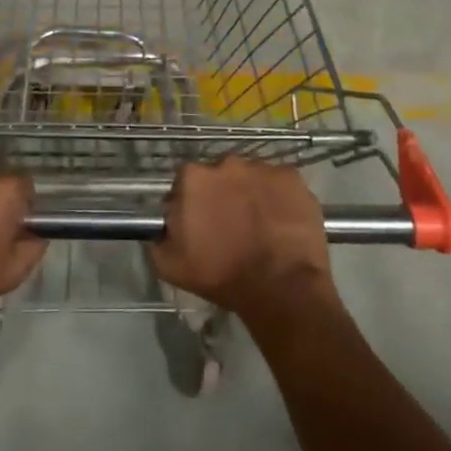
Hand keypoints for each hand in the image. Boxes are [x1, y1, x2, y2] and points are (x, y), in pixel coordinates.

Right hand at [151, 158, 337, 327]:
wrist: (280, 288)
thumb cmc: (222, 275)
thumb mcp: (171, 265)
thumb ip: (158, 236)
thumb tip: (163, 225)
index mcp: (193, 178)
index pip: (186, 182)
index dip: (192, 203)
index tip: (199, 224)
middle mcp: (227, 162)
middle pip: (220, 176)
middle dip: (222, 195)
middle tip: (230, 225)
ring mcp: (262, 168)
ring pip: (251, 178)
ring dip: (250, 194)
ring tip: (260, 226)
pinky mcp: (292, 177)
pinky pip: (279, 184)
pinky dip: (278, 198)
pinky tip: (281, 222)